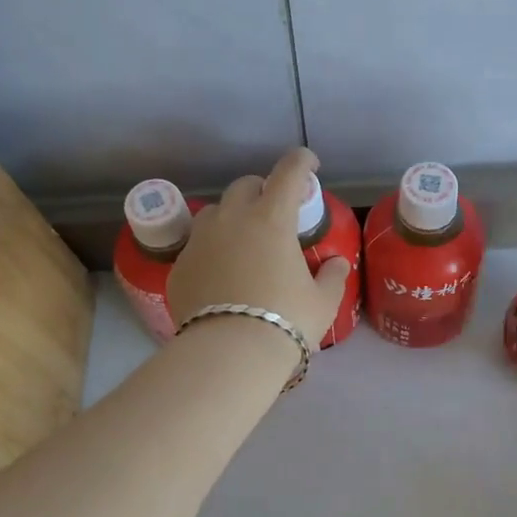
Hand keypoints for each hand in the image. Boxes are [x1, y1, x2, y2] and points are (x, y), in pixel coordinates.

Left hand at [166, 147, 351, 346]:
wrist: (229, 354)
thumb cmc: (286, 321)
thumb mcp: (322, 301)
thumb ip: (331, 276)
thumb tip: (336, 263)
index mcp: (271, 219)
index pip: (288, 172)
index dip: (301, 162)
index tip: (309, 164)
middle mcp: (232, 219)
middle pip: (245, 186)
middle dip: (262, 189)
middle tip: (275, 210)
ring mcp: (200, 241)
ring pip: (215, 212)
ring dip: (232, 216)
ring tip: (243, 240)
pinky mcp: (180, 266)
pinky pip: (198, 246)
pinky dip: (213, 250)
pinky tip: (221, 274)